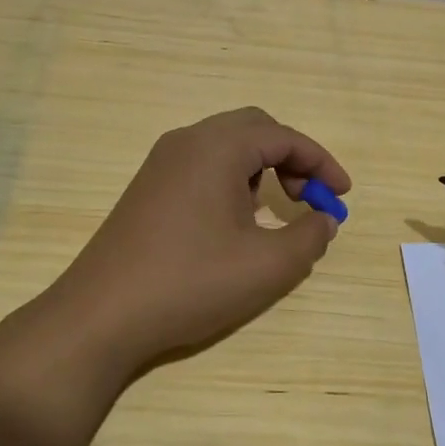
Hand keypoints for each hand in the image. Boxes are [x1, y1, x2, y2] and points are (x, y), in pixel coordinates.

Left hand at [49, 108, 349, 375]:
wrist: (101, 316)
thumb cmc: (191, 283)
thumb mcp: (268, 266)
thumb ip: (310, 236)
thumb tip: (323, 220)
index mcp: (218, 147)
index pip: (284, 136)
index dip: (322, 162)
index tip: (343, 195)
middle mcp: (187, 142)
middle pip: (254, 129)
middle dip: (291, 158)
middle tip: (310, 197)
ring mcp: (161, 163)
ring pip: (226, 146)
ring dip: (261, 168)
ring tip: (275, 210)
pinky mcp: (147, 188)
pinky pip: (202, 165)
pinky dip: (233, 180)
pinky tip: (234, 222)